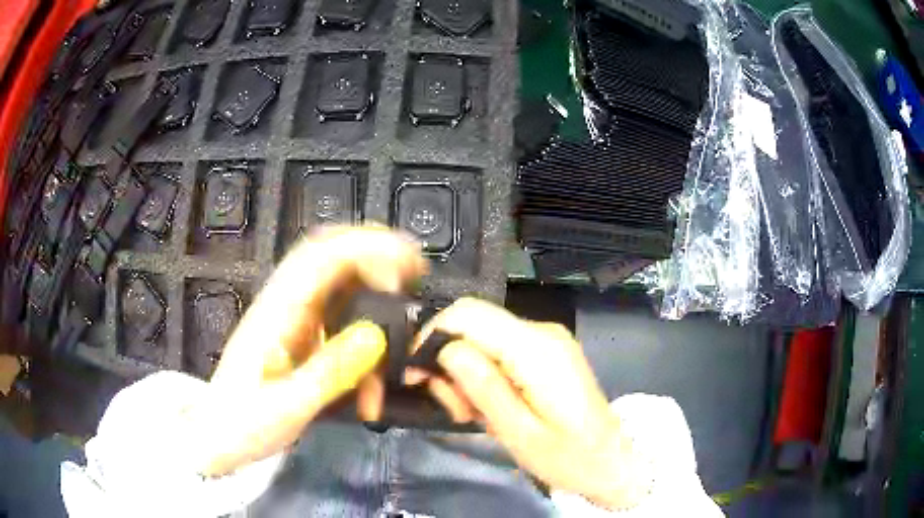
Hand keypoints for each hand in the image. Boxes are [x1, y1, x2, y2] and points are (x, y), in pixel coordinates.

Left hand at [183, 226, 426, 476]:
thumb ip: (330, 371)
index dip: (365, 249)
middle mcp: (284, 305)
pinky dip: (362, 314)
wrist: (218, 435)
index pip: (320, 258)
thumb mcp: (289, 406)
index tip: (403, 266)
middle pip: (329, 256)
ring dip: (371, 281)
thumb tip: (376, 336)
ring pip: (335, 280)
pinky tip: (378, 338)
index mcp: (276, 313)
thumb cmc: (245, 423)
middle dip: (374, 253)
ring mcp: (290, 318)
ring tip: (404, 298)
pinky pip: (334, 310)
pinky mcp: (297, 335)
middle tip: (414, 272)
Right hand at [408, 298, 651, 510]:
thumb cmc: (567, 456)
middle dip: (448, 361)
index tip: (417, 377)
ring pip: (480, 335)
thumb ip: (483, 388)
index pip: (467, 314)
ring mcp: (545, 338)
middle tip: (456, 409)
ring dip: (464, 373)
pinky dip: (482, 373)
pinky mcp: (544, 349)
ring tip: (473, 413)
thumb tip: (445, 350)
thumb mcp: (519, 433)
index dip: (432, 337)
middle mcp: (541, 331)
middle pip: (471, 323)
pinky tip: (489, 404)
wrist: (609, 459)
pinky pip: (498, 347)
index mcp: (537, 349)